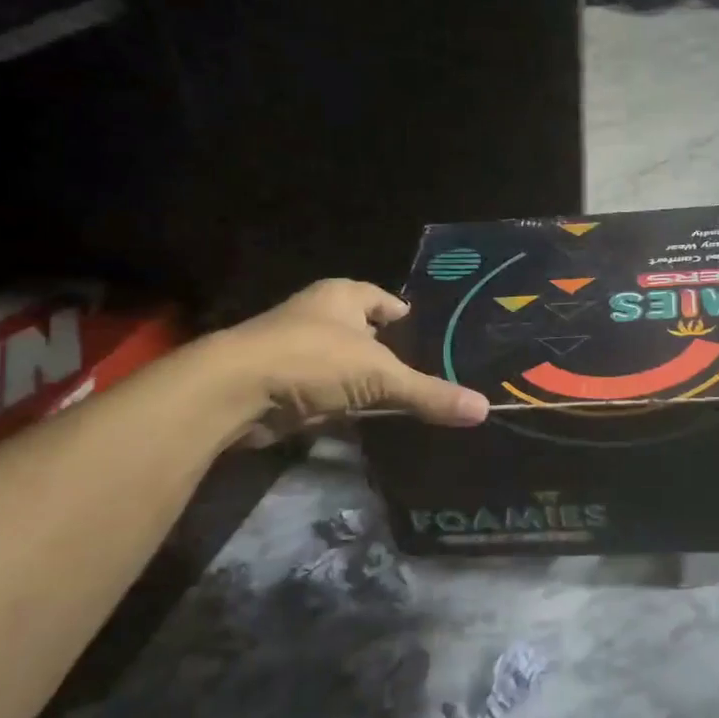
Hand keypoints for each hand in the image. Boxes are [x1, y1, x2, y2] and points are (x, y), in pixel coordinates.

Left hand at [210, 279, 488, 439]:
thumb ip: (429, 393)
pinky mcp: (282, 385)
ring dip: (363, 380)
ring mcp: (296, 351)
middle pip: (362, 331)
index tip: (426, 331)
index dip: (402, 313)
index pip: (382, 298)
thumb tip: (483, 409)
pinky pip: (325, 393)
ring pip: (342, 364)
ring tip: (400, 397)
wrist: (235, 392)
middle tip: (424, 369)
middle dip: (386, 349)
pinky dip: (343, 405)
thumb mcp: (380, 376)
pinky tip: (366, 420)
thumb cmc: (312, 359)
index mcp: (341, 297)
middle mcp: (317, 316)